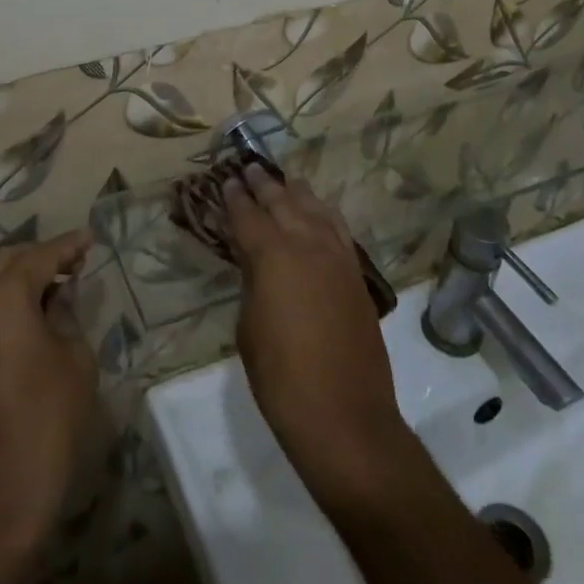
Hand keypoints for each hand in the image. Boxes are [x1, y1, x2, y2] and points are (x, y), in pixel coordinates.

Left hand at [0, 230, 97, 555]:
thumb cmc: (44, 422)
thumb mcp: (73, 360)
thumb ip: (66, 314)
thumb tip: (60, 294)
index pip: (38, 256)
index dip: (67, 245)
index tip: (90, 238)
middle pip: (4, 261)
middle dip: (38, 256)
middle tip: (74, 261)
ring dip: (19, 279)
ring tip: (57, 287)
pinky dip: (5, 303)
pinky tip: (33, 317)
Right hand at [225, 166, 412, 505]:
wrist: (343, 415)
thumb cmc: (281, 377)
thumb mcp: (249, 327)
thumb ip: (253, 283)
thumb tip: (257, 263)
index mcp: (272, 256)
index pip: (248, 216)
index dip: (236, 198)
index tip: (228, 180)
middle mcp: (306, 245)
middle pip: (283, 202)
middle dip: (264, 184)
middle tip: (250, 168)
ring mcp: (337, 257)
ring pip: (315, 210)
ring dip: (297, 193)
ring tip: (285, 181)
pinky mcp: (356, 275)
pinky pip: (338, 230)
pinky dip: (325, 215)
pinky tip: (319, 212)